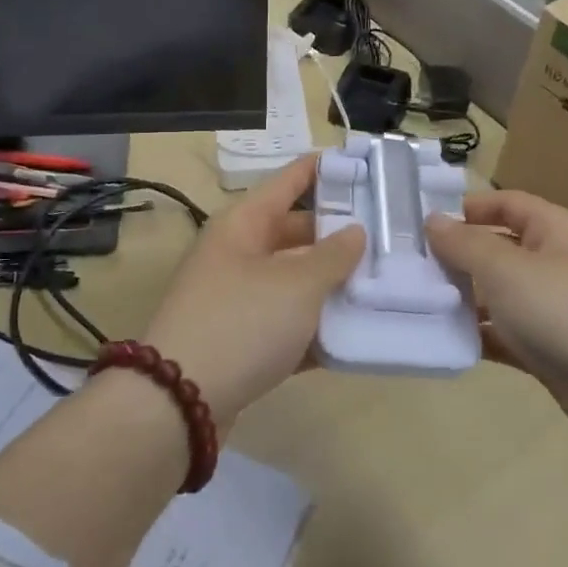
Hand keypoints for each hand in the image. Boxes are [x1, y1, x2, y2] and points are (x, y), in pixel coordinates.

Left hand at [141, 156, 363, 428]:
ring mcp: (236, 299)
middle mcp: (237, 255)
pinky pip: (287, 323)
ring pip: (293, 280)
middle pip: (294, 232)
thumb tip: (354, 232)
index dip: (324, 169)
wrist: (180, 402)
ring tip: (383, 281)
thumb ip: (333, 256)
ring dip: (332, 283)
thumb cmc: (243, 323)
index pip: (289, 181)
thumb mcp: (297, 285)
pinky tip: (355, 334)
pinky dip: (316, 326)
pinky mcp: (240, 341)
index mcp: (243, 225)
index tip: (364, 164)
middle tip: (388, 234)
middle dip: (338, 234)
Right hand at [425, 191, 567, 454]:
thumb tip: (433, 220)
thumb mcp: (507, 272)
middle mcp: (560, 264)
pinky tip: (448, 342)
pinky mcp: (554, 351)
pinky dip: (482, 336)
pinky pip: (509, 334)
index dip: (469, 207)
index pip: (509, 203)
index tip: (423, 223)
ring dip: (465, 299)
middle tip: (410, 268)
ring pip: (502, 294)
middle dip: (459, 256)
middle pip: (501, 249)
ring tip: (418, 305)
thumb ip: (465, 244)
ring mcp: (558, 310)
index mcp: (558, 231)